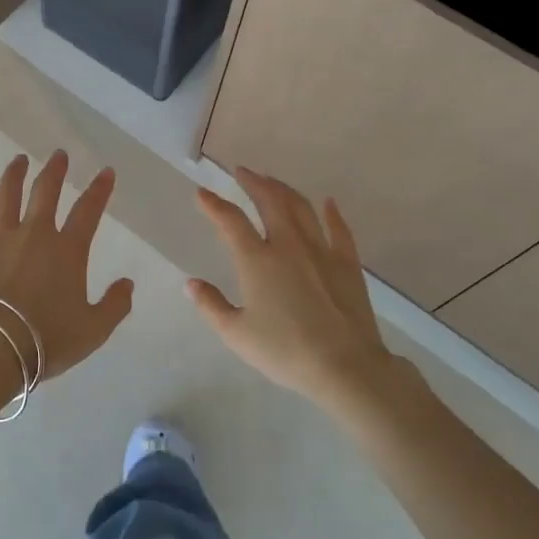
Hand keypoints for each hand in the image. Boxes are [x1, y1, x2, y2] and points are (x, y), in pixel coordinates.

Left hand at [0, 151, 133, 382]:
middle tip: (59, 155)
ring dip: (15, 173)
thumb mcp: (93, 330)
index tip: (105, 171)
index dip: (99, 189)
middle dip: (55, 170)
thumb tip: (127, 283)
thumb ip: (115, 305)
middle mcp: (34, 233)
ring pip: (7, 194)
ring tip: (19, 160)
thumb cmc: (46, 340)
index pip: (88, 210)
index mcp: (67, 250)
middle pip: (46, 191)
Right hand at [188, 168, 402, 412]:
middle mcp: (288, 245)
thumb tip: (191, 284)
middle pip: (270, 201)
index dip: (213, 204)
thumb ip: (211, 305)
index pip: (230, 221)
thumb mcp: (236, 334)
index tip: (202, 192)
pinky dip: (332, 213)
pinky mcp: (347, 263)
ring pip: (301, 208)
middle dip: (253, 182)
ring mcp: (321, 251)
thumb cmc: (285, 351)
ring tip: (273, 182)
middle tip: (242, 172)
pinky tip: (328, 203)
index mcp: (256, 260)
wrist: (344, 366)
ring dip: (284, 190)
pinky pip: (339, 230)